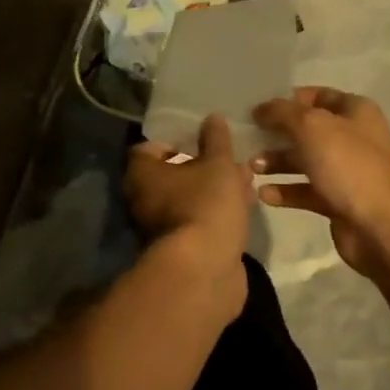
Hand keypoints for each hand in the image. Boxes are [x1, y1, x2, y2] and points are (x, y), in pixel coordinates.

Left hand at [123, 114, 255, 302]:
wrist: (205, 272)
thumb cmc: (205, 204)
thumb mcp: (217, 164)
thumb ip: (216, 140)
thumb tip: (212, 118)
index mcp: (142, 174)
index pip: (151, 147)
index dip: (176, 139)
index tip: (201, 136)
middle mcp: (144, 199)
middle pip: (173, 173)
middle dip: (204, 164)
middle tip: (231, 157)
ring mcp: (162, 227)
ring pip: (190, 198)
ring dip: (215, 188)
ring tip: (247, 178)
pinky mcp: (183, 249)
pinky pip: (200, 220)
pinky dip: (218, 211)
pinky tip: (245, 204)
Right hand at [252, 88, 389, 275]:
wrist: (380, 226)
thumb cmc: (347, 164)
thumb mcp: (310, 126)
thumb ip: (282, 112)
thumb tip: (261, 108)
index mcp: (355, 112)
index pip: (318, 95)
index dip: (289, 99)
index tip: (260, 108)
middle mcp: (353, 138)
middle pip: (308, 129)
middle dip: (278, 134)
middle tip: (249, 138)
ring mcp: (347, 171)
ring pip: (305, 161)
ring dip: (277, 162)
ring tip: (252, 167)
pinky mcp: (338, 201)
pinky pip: (306, 190)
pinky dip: (286, 190)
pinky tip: (263, 194)